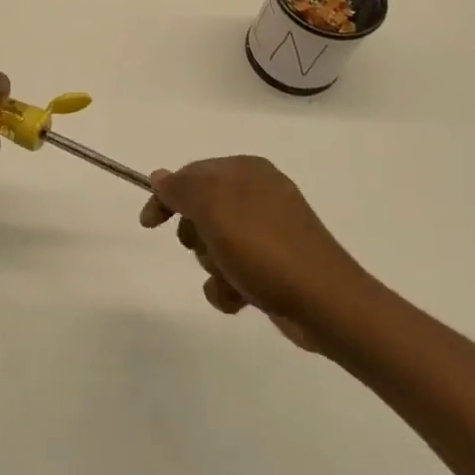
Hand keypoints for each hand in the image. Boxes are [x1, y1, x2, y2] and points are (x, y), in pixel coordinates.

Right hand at [142, 156, 363, 350]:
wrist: (325, 303)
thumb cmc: (264, 247)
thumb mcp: (214, 207)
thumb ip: (181, 188)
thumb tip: (160, 176)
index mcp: (247, 170)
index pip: (191, 174)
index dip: (166, 198)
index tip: (149, 224)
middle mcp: (259, 194)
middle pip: (202, 211)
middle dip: (196, 236)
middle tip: (206, 248)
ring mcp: (270, 231)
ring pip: (215, 244)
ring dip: (213, 266)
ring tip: (230, 278)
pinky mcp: (275, 266)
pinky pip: (234, 272)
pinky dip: (229, 287)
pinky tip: (240, 298)